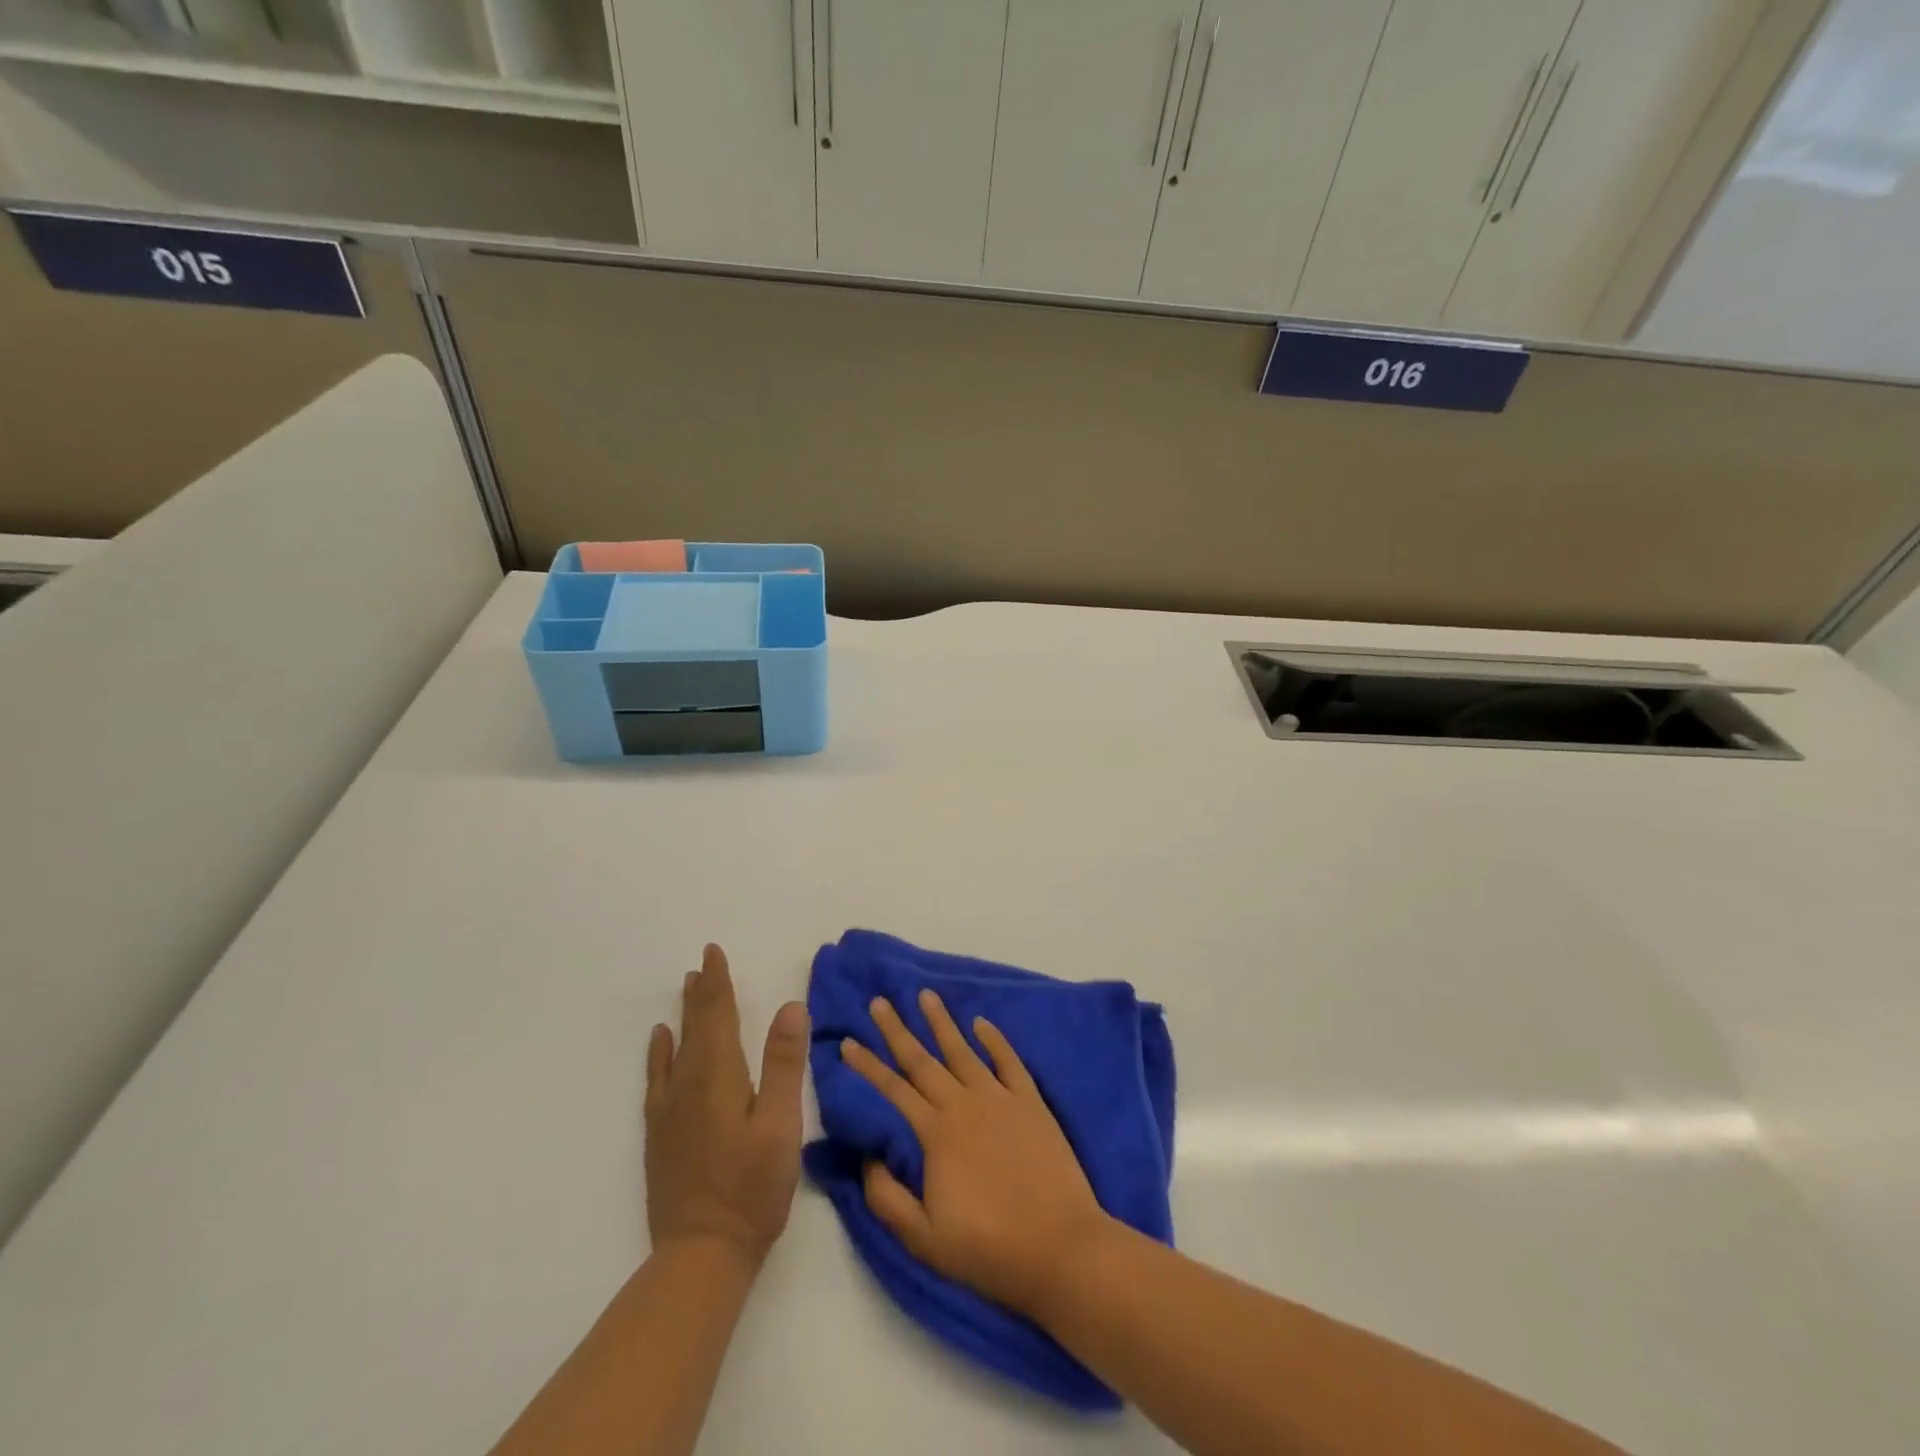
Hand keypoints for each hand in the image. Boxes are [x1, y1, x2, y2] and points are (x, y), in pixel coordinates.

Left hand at [645, 945, 808, 1269]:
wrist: (700, 1256)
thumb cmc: (752, 1189)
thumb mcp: (781, 1125)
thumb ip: (785, 1064)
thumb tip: (790, 1006)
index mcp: (719, 1076)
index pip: (718, 1016)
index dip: (717, 982)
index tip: (713, 952)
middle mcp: (688, 1084)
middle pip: (695, 1026)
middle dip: (702, 992)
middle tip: (703, 962)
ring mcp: (669, 1111)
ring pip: (676, 1048)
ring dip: (684, 1015)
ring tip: (686, 987)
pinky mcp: (661, 1135)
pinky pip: (657, 1078)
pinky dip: (659, 1053)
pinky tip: (660, 1042)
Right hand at [840, 988, 1110, 1315]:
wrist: (1059, 1247)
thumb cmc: (988, 1249)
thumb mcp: (923, 1239)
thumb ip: (887, 1198)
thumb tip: (869, 1158)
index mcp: (936, 1134)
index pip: (894, 1090)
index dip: (868, 1066)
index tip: (847, 1042)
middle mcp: (964, 1105)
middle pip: (923, 1060)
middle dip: (897, 1030)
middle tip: (879, 1001)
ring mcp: (1000, 1099)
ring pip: (964, 1050)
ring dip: (942, 1022)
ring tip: (926, 994)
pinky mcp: (1031, 1102)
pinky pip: (1009, 1061)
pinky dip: (995, 1039)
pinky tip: (981, 1022)